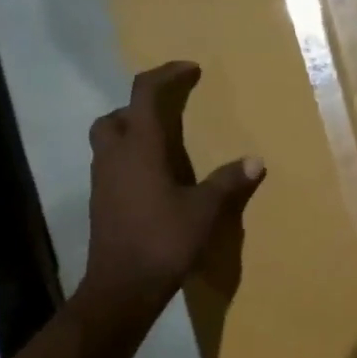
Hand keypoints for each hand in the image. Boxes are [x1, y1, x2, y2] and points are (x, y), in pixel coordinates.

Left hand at [81, 61, 264, 318]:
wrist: (122, 287)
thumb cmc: (163, 241)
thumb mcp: (204, 211)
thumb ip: (228, 182)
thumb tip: (256, 161)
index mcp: (139, 148)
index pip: (145, 94)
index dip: (167, 75)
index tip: (190, 70)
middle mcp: (114, 157)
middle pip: (116, 116)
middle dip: (140, 107)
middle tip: (169, 114)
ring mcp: (102, 181)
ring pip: (108, 141)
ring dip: (132, 133)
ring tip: (164, 146)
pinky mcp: (100, 203)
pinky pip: (111, 166)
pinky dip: (129, 160)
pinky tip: (154, 180)